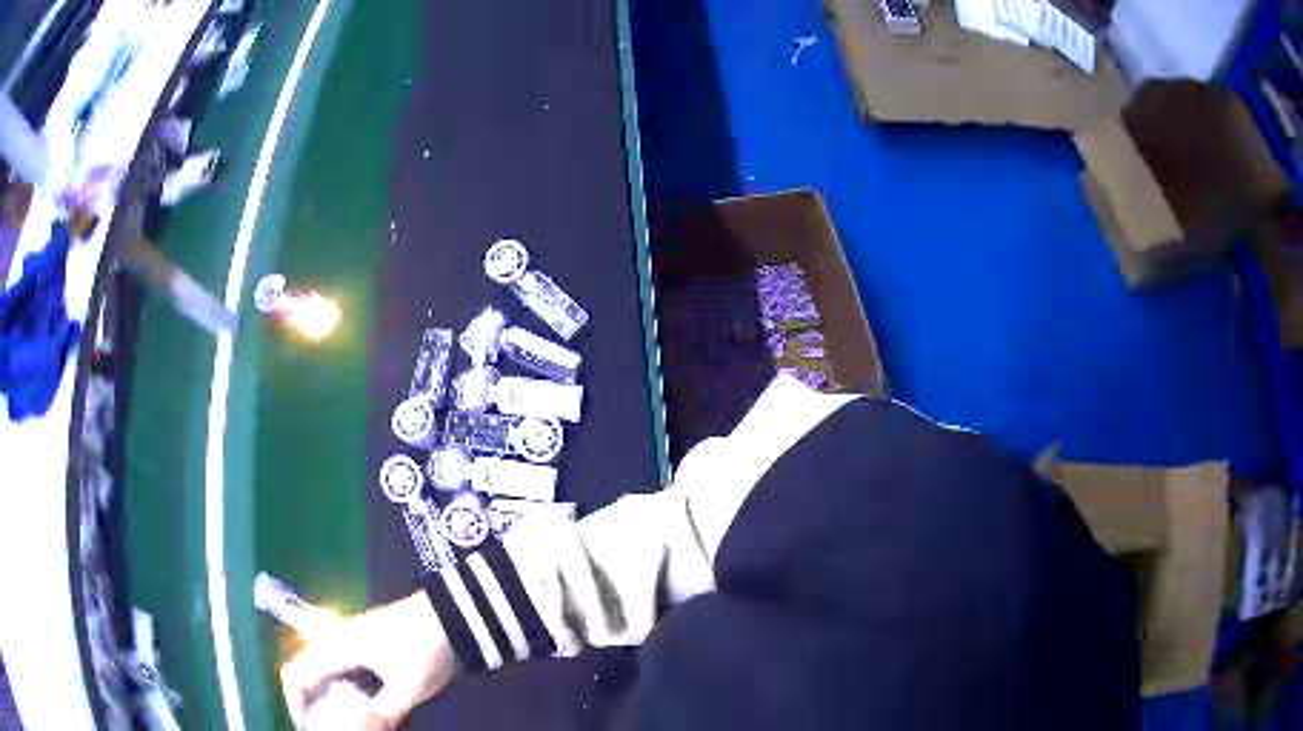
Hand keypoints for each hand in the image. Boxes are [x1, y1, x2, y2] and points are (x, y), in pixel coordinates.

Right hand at [280, 592, 457, 729]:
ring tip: (355, 718)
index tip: (308, 725)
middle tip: (334, 724)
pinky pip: (348, 666)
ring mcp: (355, 636)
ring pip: (330, 670)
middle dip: (316, 702)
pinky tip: (373, 703)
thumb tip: (368, 728)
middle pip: (310, 671)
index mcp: (337, 648)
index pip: (295, 673)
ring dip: (335, 696)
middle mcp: (338, 639)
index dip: (294, 702)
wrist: (454, 613)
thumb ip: (384, 713)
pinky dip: (351, 687)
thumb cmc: (424, 649)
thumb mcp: (406, 689)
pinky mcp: (371, 638)